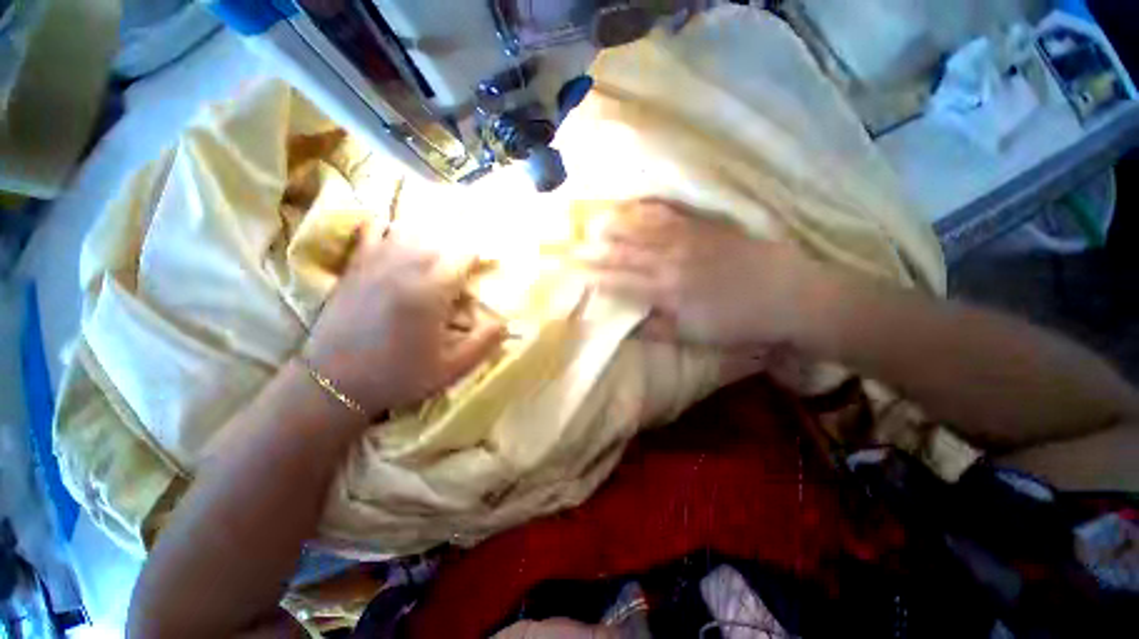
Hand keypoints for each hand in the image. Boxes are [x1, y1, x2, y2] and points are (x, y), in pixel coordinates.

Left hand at [303, 222, 505, 416]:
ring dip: (432, 234)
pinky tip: (397, 233)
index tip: (490, 262)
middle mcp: (404, 268)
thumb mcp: (451, 369)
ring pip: (410, 229)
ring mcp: (375, 263)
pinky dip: (389, 226)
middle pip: (440, 237)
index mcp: (430, 292)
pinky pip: (372, 231)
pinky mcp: (355, 266)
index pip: (463, 254)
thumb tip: (506, 321)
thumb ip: (484, 343)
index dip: (481, 254)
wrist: (332, 384)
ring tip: (442, 247)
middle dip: (460, 244)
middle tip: (469, 258)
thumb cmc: (398, 377)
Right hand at [586, 199, 827, 346]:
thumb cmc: (737, 322)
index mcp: (666, 292)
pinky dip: (648, 210)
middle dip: (595, 249)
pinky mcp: (704, 227)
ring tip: (595, 221)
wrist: (787, 295)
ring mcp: (687, 240)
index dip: (594, 276)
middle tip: (573, 243)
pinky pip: (670, 214)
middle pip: (625, 253)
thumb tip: (627, 326)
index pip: (620, 282)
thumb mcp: (695, 336)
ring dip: (616, 225)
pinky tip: (635, 206)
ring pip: (643, 229)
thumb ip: (656, 330)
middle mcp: (670, 262)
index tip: (573, 271)